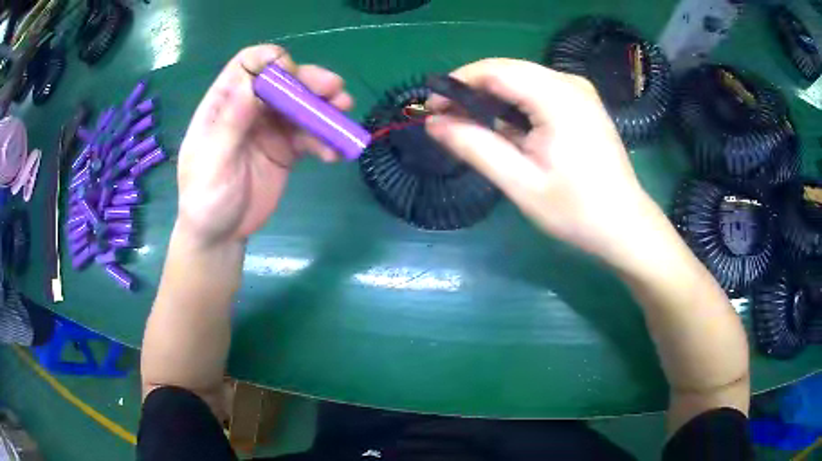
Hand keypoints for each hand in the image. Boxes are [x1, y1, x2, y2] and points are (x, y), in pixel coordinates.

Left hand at [176, 45, 352, 245]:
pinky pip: (310, 136)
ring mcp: (269, 128)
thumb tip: (252, 83)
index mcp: (224, 103)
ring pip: (301, 106)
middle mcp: (249, 109)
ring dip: (324, 108)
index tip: (291, 75)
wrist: (220, 235)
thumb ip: (231, 123)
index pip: (247, 65)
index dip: (270, 62)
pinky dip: (325, 141)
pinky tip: (335, 153)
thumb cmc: (206, 198)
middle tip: (335, 91)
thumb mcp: (213, 162)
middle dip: (309, 82)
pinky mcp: (285, 149)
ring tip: (343, 114)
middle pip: (282, 81)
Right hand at [426, 58, 660, 265]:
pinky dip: (514, 105)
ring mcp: (579, 91)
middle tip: (447, 121)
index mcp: (558, 98)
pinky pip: (537, 91)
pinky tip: (505, 129)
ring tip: (470, 127)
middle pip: (508, 71)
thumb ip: (476, 148)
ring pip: (521, 80)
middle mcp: (570, 83)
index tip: (433, 109)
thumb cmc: (577, 211)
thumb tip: (434, 124)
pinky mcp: (581, 102)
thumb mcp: (521, 183)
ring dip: (492, 99)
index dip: (458, 84)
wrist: (625, 225)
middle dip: (472, 91)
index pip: (495, 70)